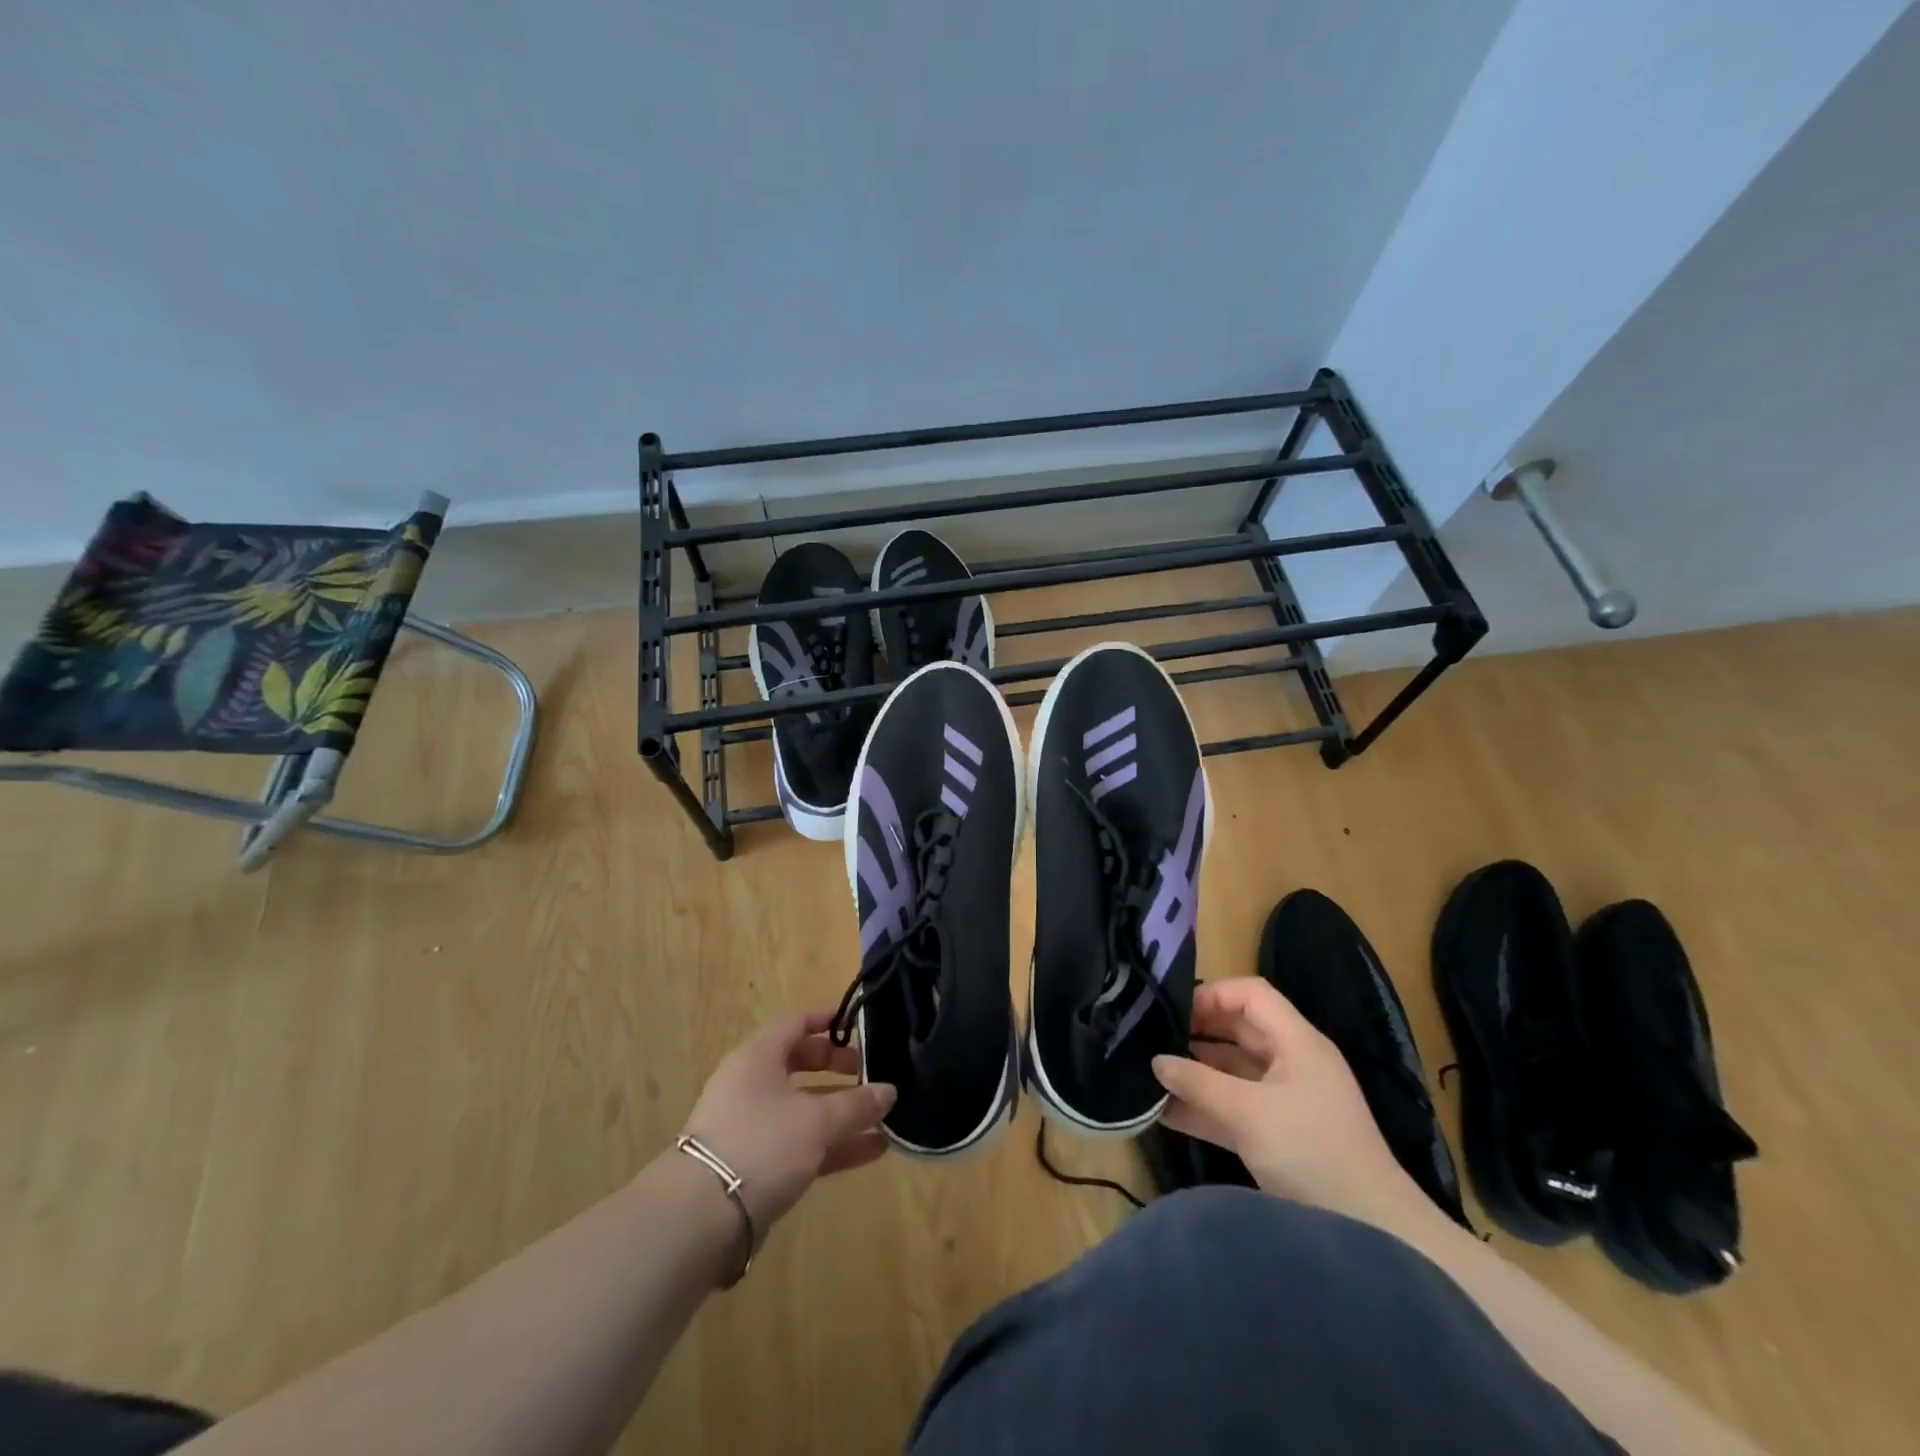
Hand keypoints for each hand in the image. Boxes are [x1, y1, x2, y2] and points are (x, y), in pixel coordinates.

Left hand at [682, 1010, 896, 1237]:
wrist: (700, 1218)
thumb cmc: (761, 1144)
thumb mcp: (816, 1120)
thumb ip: (856, 1105)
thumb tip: (889, 1091)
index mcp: (759, 1056)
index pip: (796, 1023)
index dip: (828, 1020)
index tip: (860, 1025)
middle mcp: (752, 1084)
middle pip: (800, 1063)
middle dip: (837, 1067)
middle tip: (869, 1071)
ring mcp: (752, 1126)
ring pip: (804, 1107)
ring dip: (842, 1111)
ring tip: (882, 1116)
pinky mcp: (756, 1165)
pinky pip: (802, 1143)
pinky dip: (833, 1144)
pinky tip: (872, 1151)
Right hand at [1152, 978, 1439, 1236]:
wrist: (1375, 1232)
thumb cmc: (1311, 1152)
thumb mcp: (1249, 1113)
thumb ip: (1198, 1083)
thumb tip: (1156, 1061)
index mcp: (1296, 1042)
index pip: (1251, 994)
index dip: (1212, 994)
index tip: (1173, 1010)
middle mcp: (1292, 1062)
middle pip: (1238, 1030)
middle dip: (1196, 1033)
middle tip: (1153, 1038)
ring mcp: (1286, 1099)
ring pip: (1233, 1071)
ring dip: (1195, 1073)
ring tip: (1152, 1075)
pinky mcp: (1279, 1134)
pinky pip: (1235, 1107)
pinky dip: (1205, 1106)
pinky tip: (1165, 1113)